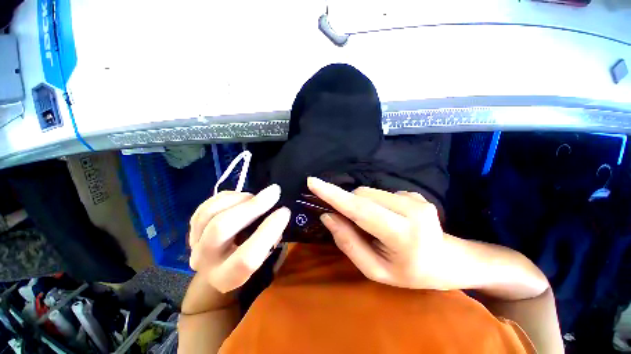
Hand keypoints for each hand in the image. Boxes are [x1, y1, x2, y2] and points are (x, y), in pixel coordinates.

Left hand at [188, 184, 289, 292]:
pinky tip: (241, 197)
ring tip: (255, 196)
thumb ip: (271, 238)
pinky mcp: (192, 226)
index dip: (268, 231)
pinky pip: (207, 205)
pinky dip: (228, 196)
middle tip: (274, 192)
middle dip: (252, 206)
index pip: (247, 258)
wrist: (221, 262)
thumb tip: (278, 212)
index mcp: (227, 277)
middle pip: (221, 229)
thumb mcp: (264, 255)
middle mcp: (206, 262)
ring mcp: (194, 242)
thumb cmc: (249, 257)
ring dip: (239, 199)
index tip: (284, 211)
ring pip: (210, 212)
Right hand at [307, 177, 450, 289]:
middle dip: (349, 205)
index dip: (334, 195)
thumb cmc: (408, 272)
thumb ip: (348, 242)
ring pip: (370, 192)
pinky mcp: (414, 193)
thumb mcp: (374, 269)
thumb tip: (327, 217)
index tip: (312, 182)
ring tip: (374, 225)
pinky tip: (388, 218)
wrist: (446, 259)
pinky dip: (375, 204)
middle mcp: (412, 210)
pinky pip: (380, 193)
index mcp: (403, 235)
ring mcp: (415, 198)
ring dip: (362, 205)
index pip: (361, 210)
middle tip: (352, 224)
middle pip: (362, 195)